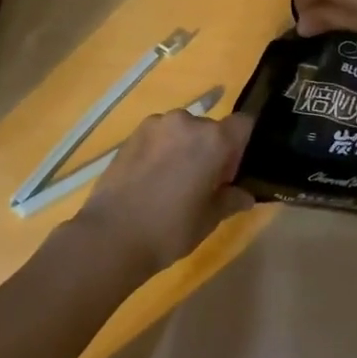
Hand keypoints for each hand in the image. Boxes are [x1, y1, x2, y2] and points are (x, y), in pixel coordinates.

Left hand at [71, 110, 255, 276]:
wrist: (111, 235)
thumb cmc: (170, 229)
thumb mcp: (209, 219)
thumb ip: (231, 200)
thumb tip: (244, 195)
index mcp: (213, 139)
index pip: (243, 124)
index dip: (242, 146)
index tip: (231, 173)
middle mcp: (187, 121)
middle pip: (211, 128)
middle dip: (212, 150)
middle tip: (203, 184)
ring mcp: (156, 124)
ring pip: (183, 130)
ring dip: (185, 148)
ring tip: (172, 182)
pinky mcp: (133, 134)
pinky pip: (160, 135)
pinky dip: (162, 150)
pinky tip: (151, 179)